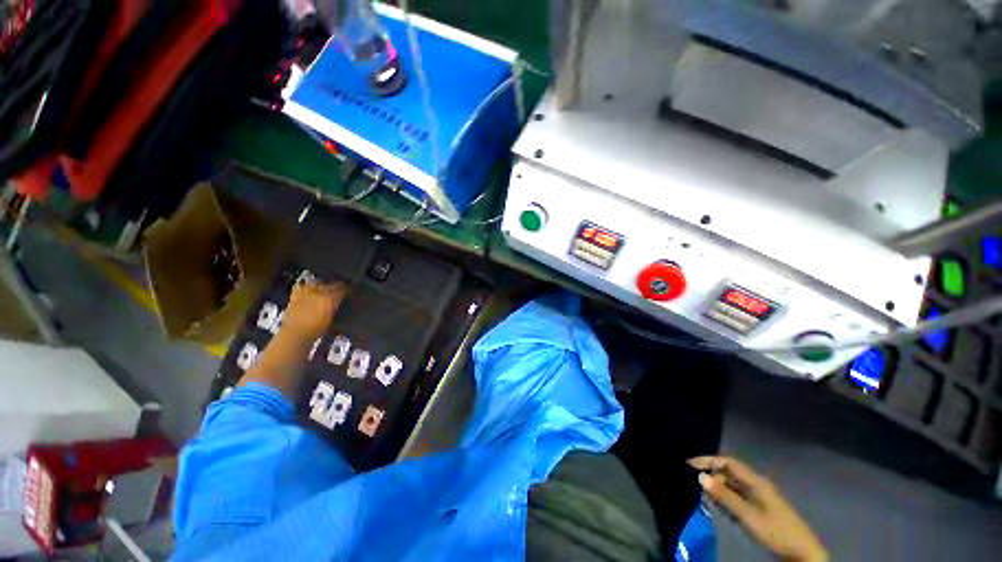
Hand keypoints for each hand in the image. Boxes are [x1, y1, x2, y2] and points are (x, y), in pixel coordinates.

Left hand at [280, 281, 345, 342]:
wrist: (296, 334)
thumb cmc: (317, 329)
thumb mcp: (332, 318)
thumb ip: (335, 306)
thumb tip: (339, 300)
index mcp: (329, 299)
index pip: (342, 289)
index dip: (347, 289)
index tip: (351, 290)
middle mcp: (318, 293)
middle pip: (330, 284)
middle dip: (337, 285)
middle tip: (341, 287)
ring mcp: (306, 293)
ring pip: (317, 282)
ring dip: (322, 283)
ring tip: (326, 285)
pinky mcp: (295, 296)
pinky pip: (300, 286)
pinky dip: (305, 285)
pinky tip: (308, 286)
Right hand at [688, 456, 827, 561]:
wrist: (802, 552)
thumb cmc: (775, 531)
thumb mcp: (748, 515)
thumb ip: (724, 496)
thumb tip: (700, 476)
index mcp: (756, 481)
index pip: (728, 462)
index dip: (708, 460)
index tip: (689, 464)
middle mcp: (757, 484)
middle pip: (729, 473)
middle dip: (713, 477)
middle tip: (698, 488)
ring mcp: (760, 496)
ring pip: (733, 486)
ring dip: (720, 490)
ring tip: (708, 500)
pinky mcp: (760, 507)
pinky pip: (739, 497)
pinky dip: (728, 500)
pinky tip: (723, 510)